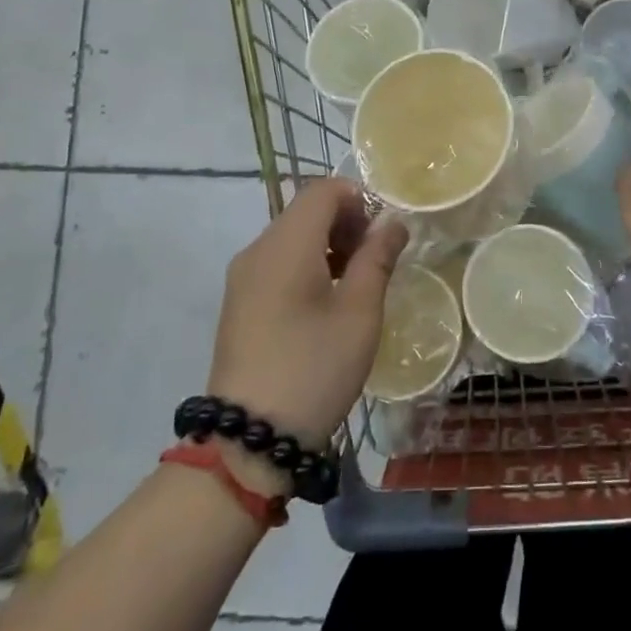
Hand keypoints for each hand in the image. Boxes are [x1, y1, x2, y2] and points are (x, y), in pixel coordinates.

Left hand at [206, 178, 408, 450]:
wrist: (248, 440)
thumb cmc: (313, 368)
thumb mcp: (359, 314)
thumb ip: (377, 259)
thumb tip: (391, 222)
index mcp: (285, 245)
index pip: (322, 190)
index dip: (358, 199)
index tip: (382, 236)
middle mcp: (257, 250)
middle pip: (305, 210)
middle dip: (345, 223)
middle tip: (374, 262)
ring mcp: (242, 278)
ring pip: (291, 237)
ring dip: (328, 245)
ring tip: (354, 286)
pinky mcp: (239, 303)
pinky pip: (277, 263)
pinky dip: (306, 266)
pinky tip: (325, 304)